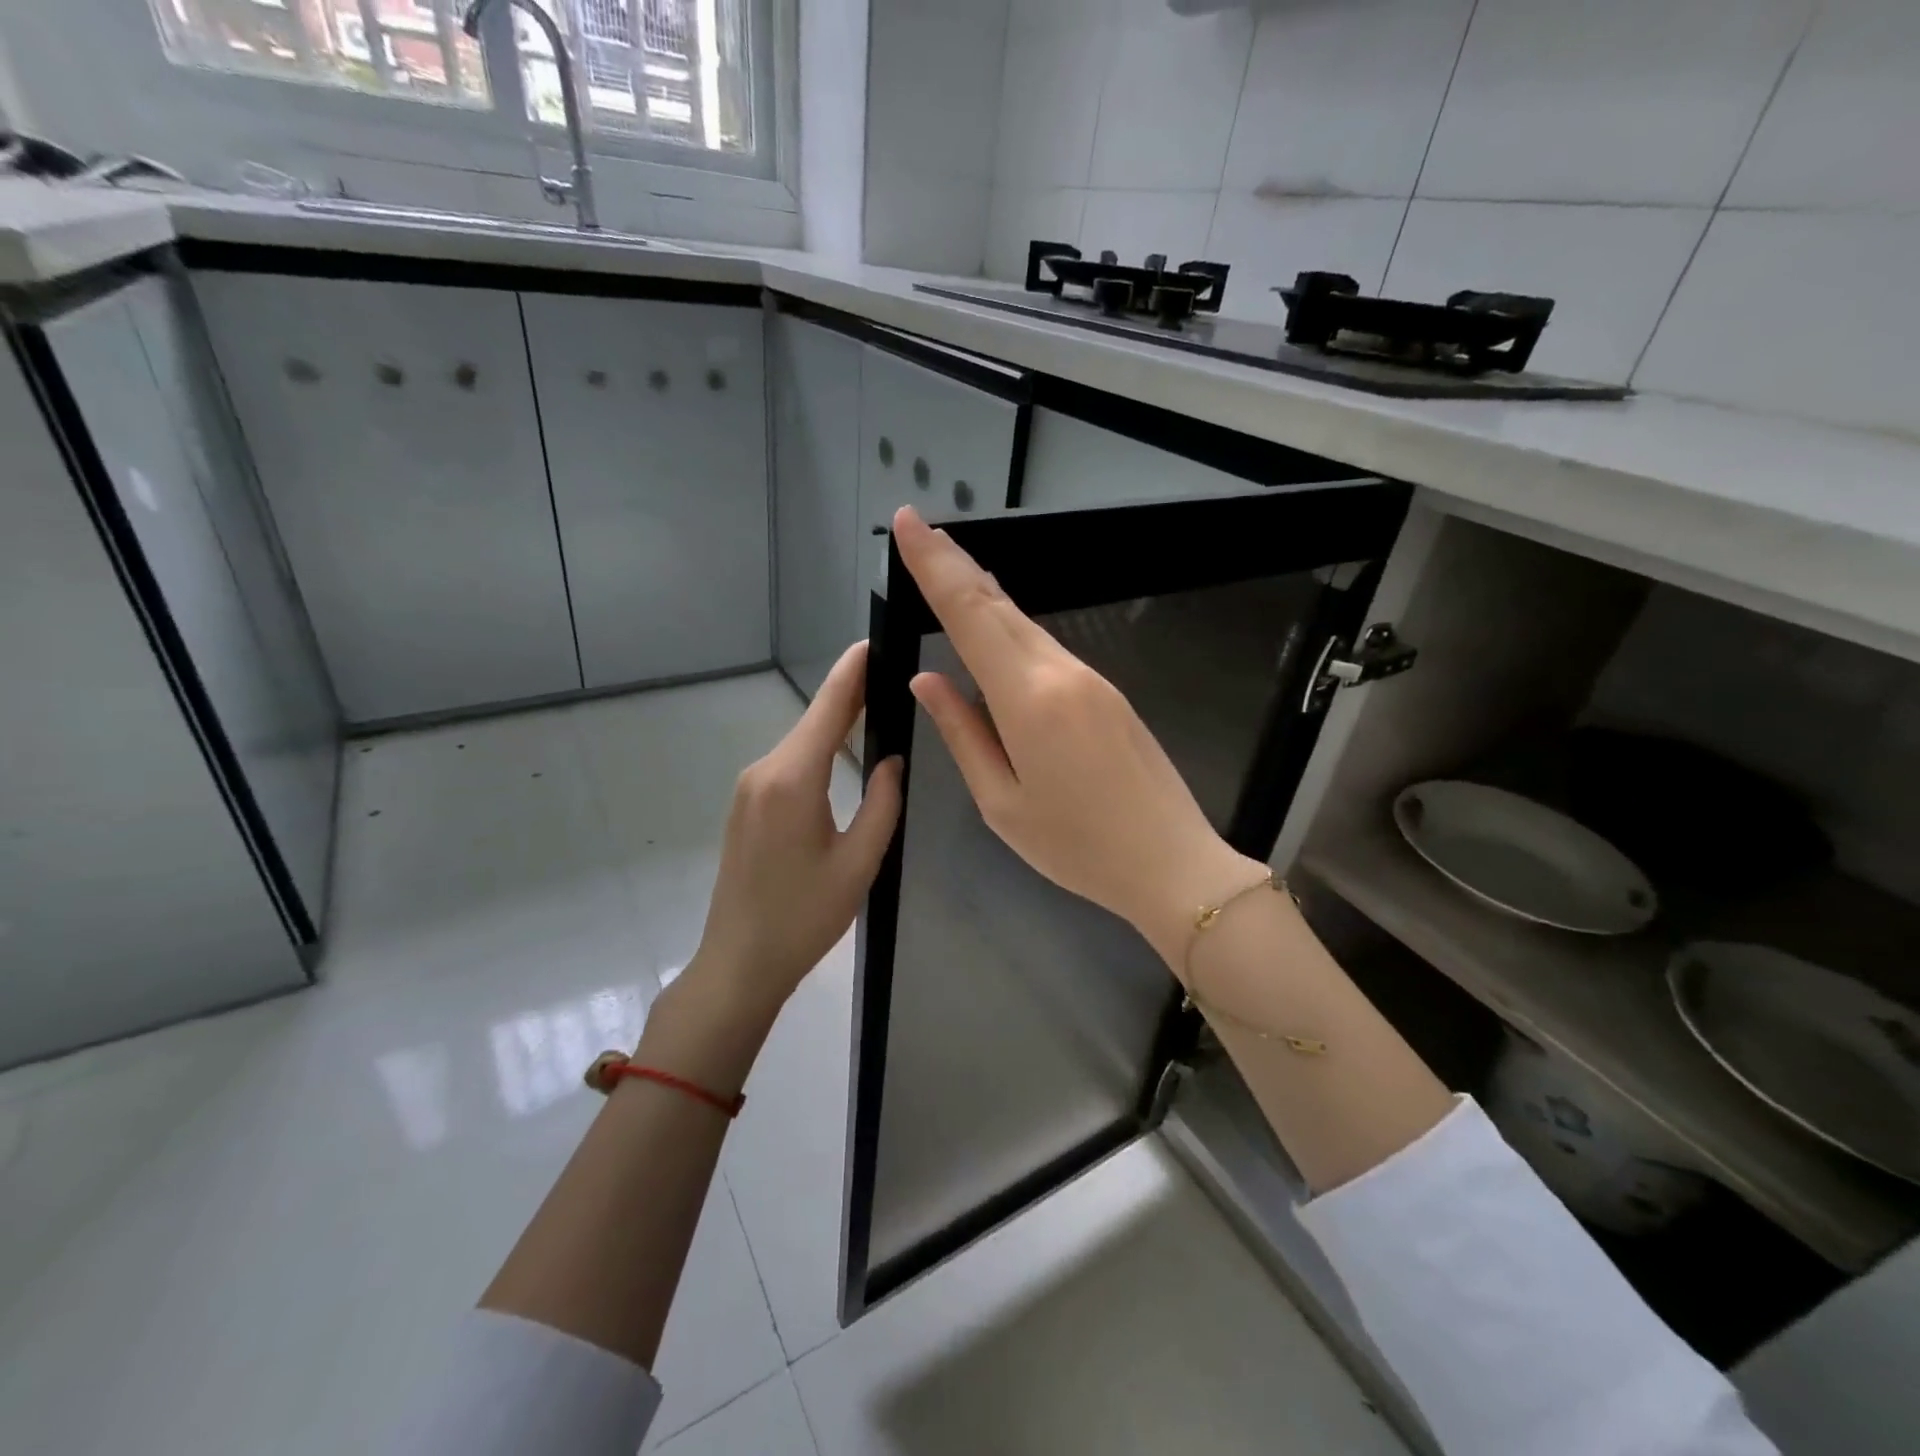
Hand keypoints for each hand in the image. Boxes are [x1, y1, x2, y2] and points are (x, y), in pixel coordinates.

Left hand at [681, 642, 903, 1026]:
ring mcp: (749, 788)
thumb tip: (893, 758)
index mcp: (792, 779)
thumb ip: (883, 802)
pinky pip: (789, 765)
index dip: (852, 672)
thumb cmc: (804, 917)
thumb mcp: (859, 863)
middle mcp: (764, 772)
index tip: (874, 640)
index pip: (828, 709)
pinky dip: (818, 750)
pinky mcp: (746, 806)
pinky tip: (844, 750)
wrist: (739, 962)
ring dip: (836, 725)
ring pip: (802, 744)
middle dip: (851, 696)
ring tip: (879, 707)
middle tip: (895, 677)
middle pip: (814, 722)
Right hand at [892, 507, 1262, 971]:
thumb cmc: (1077, 846)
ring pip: (1025, 624)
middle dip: (955, 564)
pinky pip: (1046, 648)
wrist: (1173, 863)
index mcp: (1028, 699)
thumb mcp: (1002, 803)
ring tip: (946, 570)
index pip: (970, 615)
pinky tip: (994, 629)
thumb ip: (963, 733)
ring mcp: (1090, 678)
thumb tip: (927, 680)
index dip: (935, 565)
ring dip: (982, 594)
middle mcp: (1061, 672)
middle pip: (998, 606)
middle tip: (918, 533)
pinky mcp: (1106, 692)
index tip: (908, 523)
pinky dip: (1011, 628)